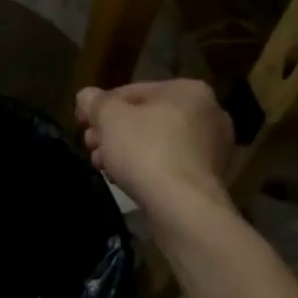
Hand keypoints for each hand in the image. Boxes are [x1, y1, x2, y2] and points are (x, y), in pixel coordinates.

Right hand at [76, 78, 235, 214]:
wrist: (182, 207)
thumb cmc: (145, 150)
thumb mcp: (108, 118)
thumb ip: (95, 102)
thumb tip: (86, 96)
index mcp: (188, 90)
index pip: (134, 91)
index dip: (102, 106)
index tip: (82, 123)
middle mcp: (209, 114)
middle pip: (146, 118)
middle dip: (113, 132)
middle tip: (90, 147)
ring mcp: (214, 149)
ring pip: (157, 142)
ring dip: (126, 151)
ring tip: (102, 166)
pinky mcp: (211, 179)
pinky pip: (170, 165)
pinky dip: (148, 168)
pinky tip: (125, 180)